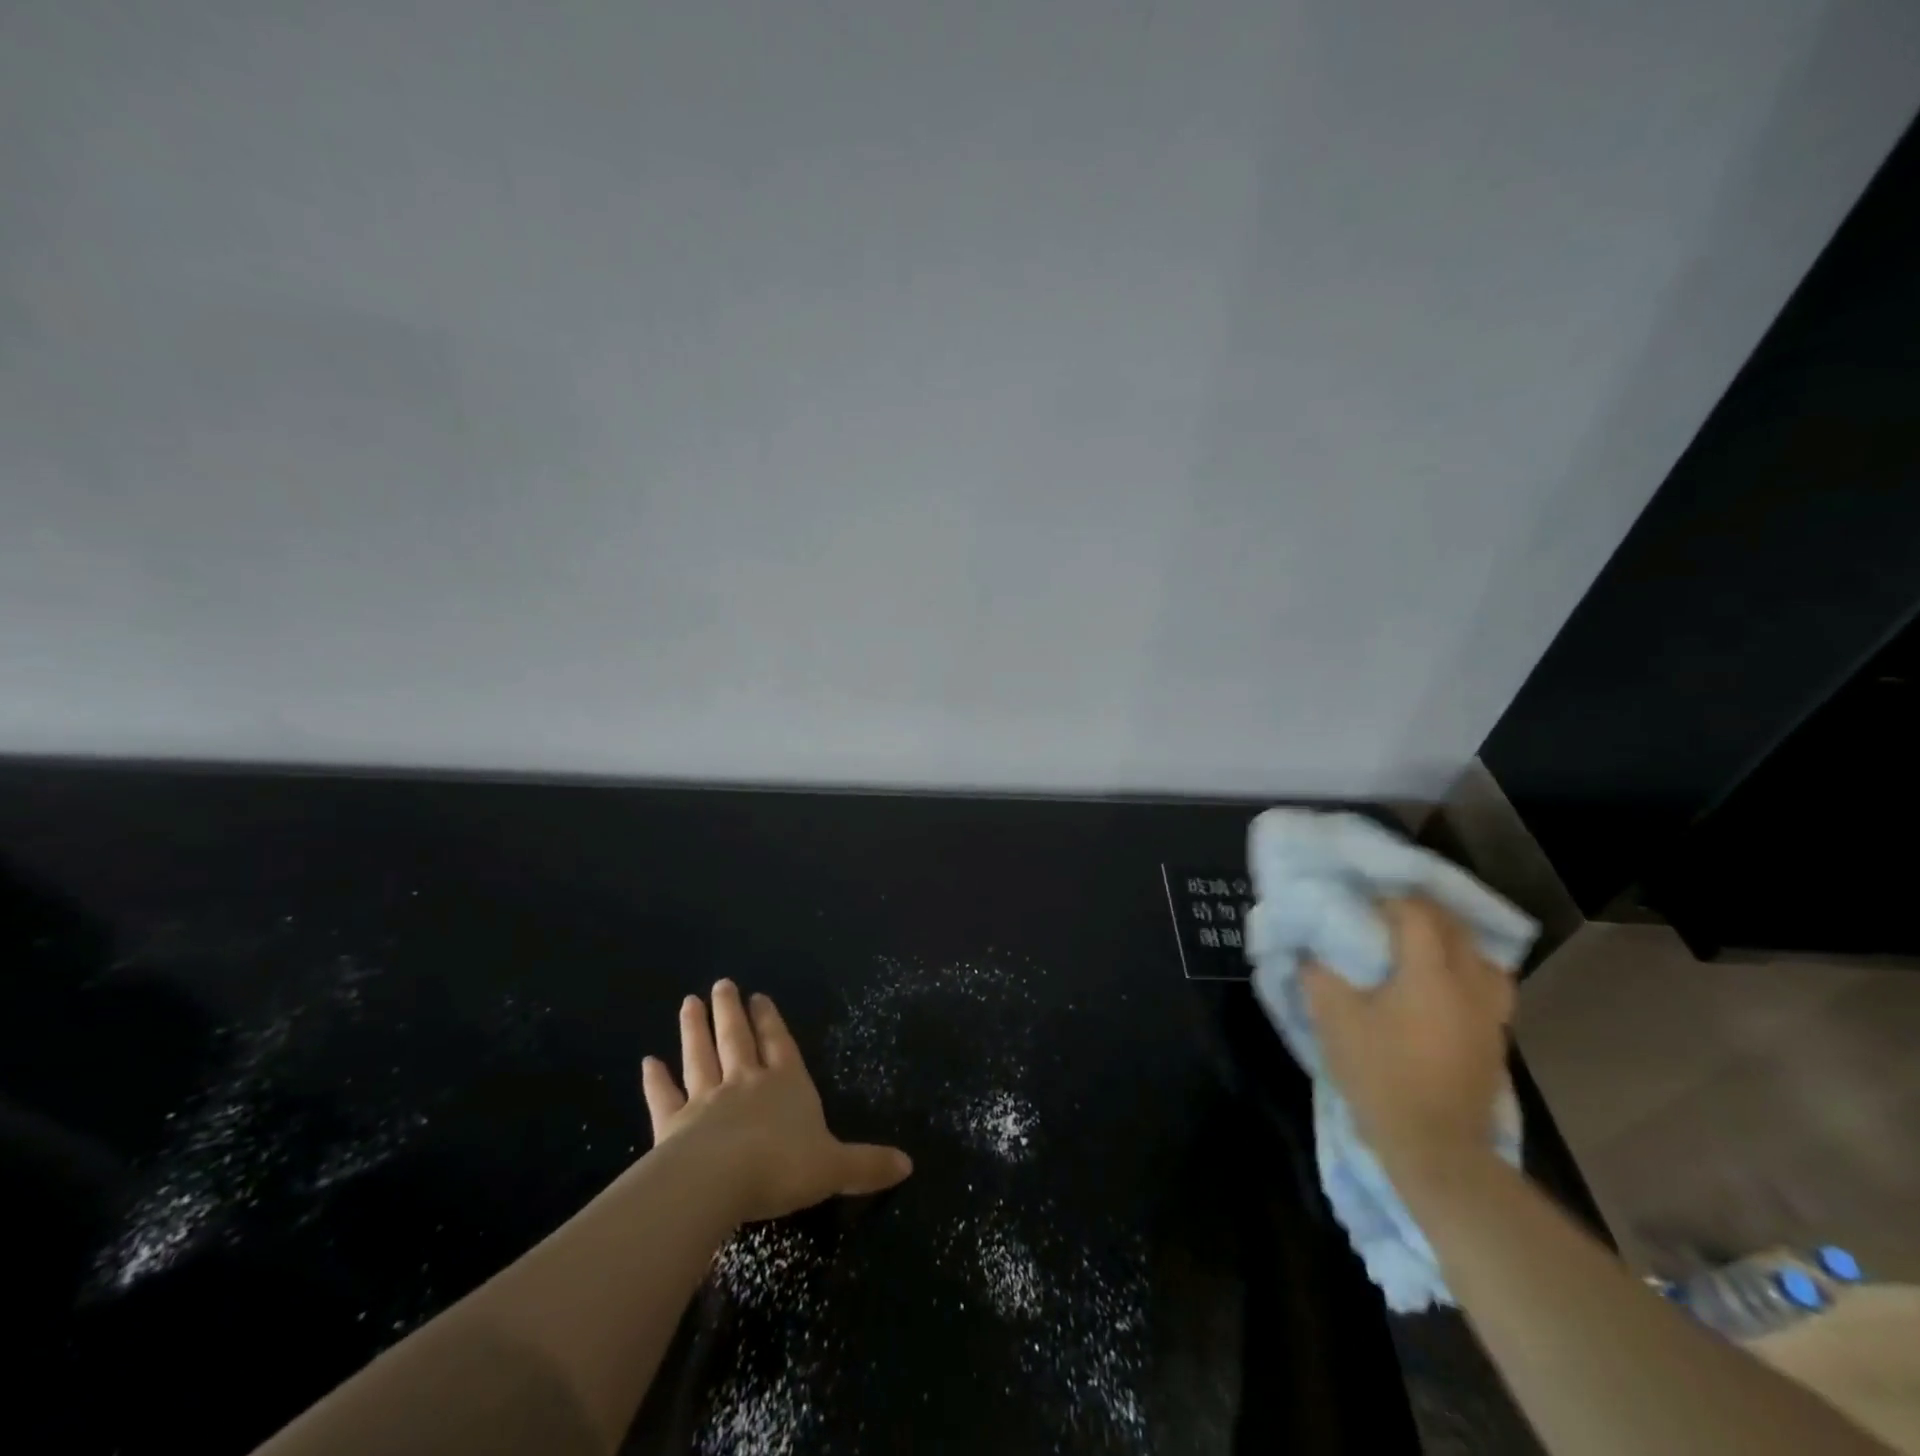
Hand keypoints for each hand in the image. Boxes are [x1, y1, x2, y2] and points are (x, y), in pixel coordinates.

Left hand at [641, 979, 912, 1224]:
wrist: (719, 1182)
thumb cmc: (783, 1167)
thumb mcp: (835, 1168)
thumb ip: (867, 1165)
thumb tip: (909, 1164)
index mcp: (786, 1084)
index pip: (780, 1044)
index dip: (771, 1021)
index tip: (758, 995)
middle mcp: (746, 1083)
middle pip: (737, 1039)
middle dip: (731, 1011)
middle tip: (721, 984)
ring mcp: (706, 1100)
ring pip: (700, 1056)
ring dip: (694, 1030)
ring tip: (689, 1002)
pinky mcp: (673, 1124)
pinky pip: (664, 1097)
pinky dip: (656, 1080)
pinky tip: (648, 1062)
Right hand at [1303, 897, 1515, 1179]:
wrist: (1436, 1149)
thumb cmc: (1381, 1076)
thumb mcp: (1334, 1021)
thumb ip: (1319, 975)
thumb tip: (1311, 949)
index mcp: (1430, 974)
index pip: (1417, 914)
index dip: (1388, 901)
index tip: (1361, 904)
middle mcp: (1469, 985)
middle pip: (1455, 928)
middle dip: (1421, 913)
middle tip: (1384, 916)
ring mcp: (1489, 1013)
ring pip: (1480, 956)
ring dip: (1450, 942)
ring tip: (1419, 946)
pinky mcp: (1495, 1038)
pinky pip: (1487, 985)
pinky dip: (1464, 970)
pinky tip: (1438, 984)